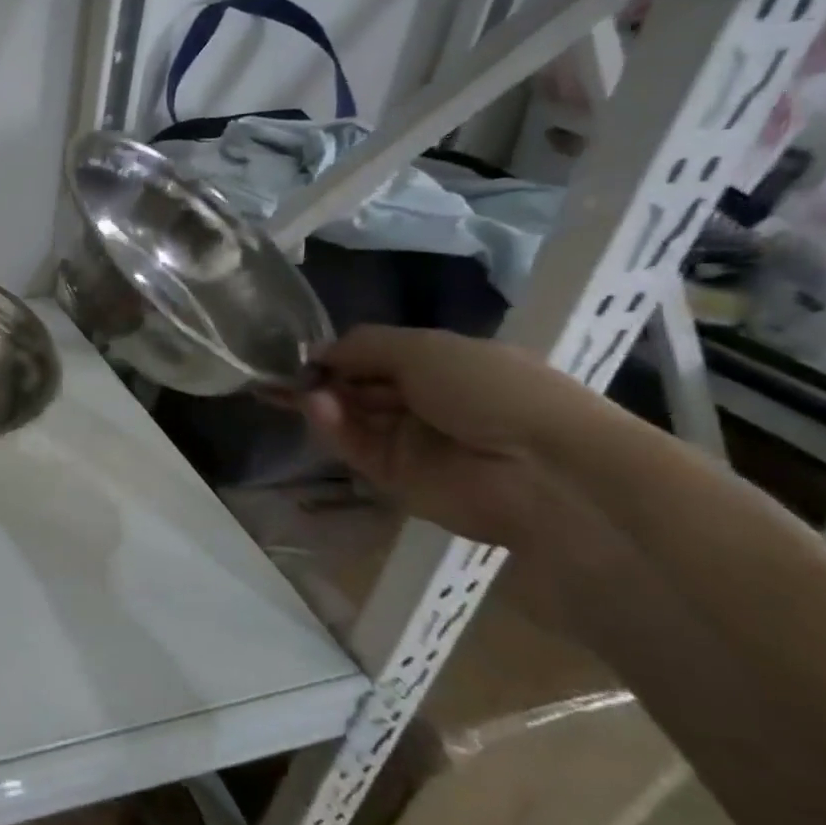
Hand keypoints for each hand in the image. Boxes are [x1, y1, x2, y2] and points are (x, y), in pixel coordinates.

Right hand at [300, 326, 599, 548]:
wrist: (543, 470)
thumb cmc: (493, 390)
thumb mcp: (426, 348)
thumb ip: (365, 346)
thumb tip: (316, 351)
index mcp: (445, 366)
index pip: (380, 357)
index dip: (342, 354)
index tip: (306, 353)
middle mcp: (426, 402)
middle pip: (361, 388)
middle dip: (323, 379)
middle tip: (283, 377)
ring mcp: (411, 442)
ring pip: (354, 418)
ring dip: (326, 402)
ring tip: (302, 393)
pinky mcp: (397, 478)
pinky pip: (357, 448)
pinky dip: (335, 428)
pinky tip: (318, 409)